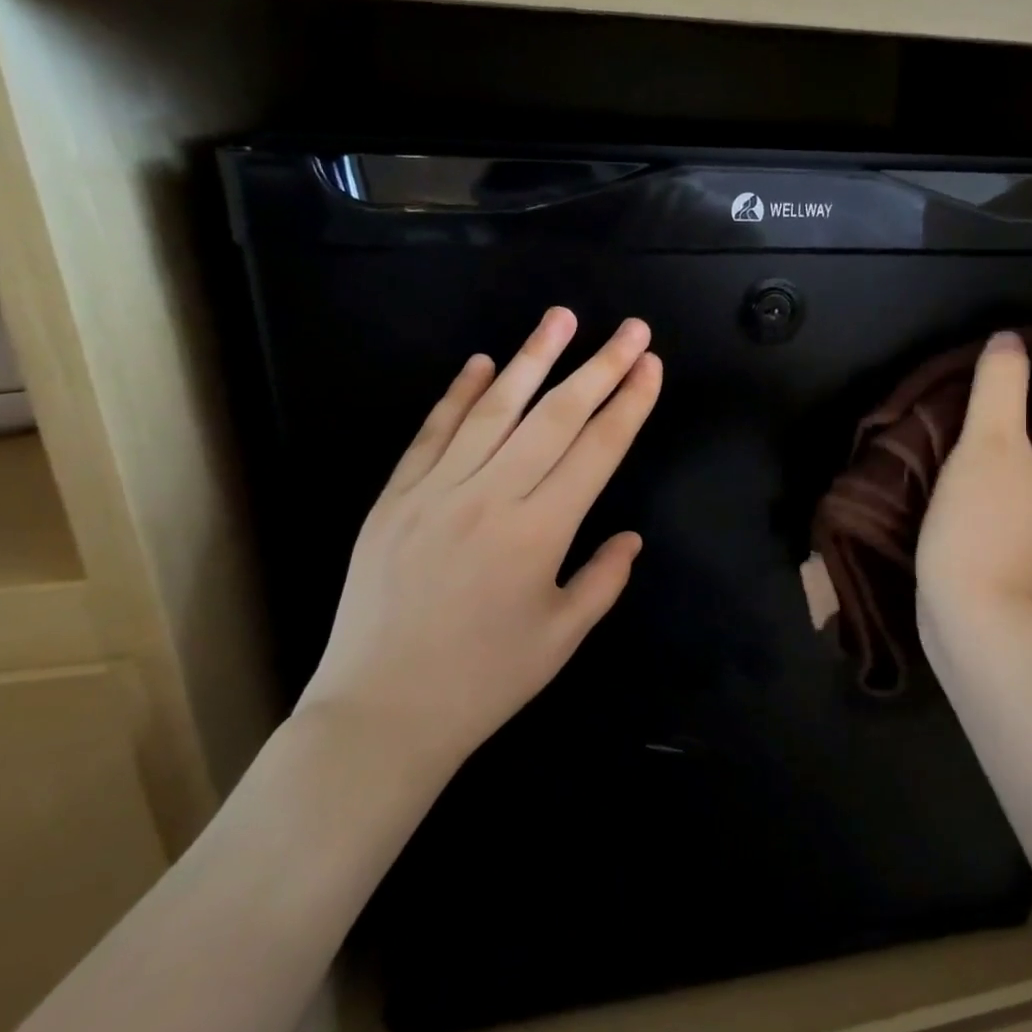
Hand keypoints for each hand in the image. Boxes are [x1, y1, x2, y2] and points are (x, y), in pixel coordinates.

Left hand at [296, 307, 661, 787]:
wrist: (379, 714)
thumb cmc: (483, 681)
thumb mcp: (561, 637)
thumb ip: (603, 579)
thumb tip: (630, 537)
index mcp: (540, 533)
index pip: (597, 450)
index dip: (629, 404)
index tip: (651, 365)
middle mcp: (491, 498)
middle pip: (556, 417)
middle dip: (600, 367)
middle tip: (631, 328)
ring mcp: (436, 492)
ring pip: (494, 410)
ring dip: (532, 359)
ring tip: (562, 318)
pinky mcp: (395, 498)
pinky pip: (432, 433)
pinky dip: (458, 395)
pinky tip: (481, 363)